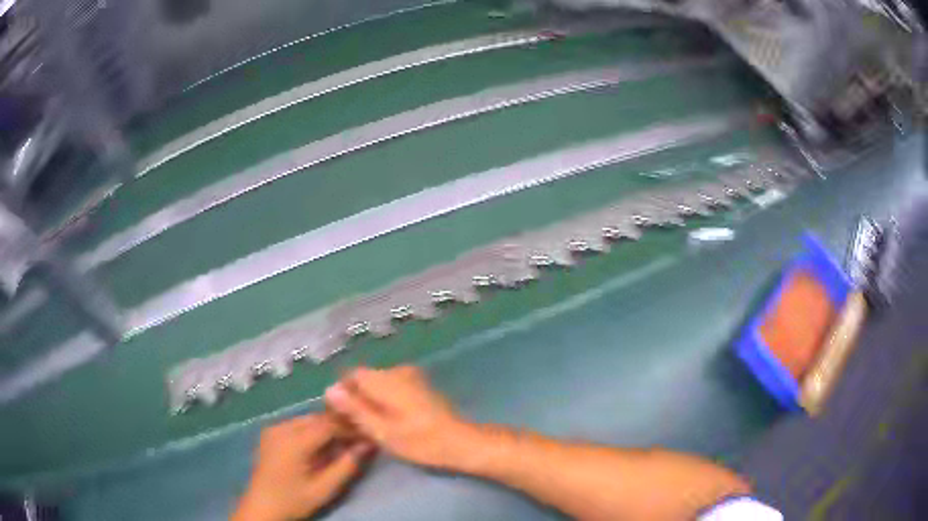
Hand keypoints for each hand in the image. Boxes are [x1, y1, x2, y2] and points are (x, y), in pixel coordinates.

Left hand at [233, 414, 373, 520]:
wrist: (261, 507)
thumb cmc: (293, 500)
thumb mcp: (324, 489)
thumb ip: (346, 466)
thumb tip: (368, 444)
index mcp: (293, 441)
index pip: (328, 423)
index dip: (350, 426)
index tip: (368, 433)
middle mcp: (281, 428)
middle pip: (317, 418)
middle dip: (339, 425)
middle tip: (359, 437)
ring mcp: (273, 428)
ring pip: (307, 419)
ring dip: (326, 427)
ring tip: (343, 441)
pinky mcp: (270, 433)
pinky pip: (297, 424)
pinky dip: (312, 430)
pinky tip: (321, 444)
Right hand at [324, 366, 478, 470]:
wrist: (460, 442)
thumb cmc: (419, 440)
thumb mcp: (381, 430)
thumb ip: (354, 409)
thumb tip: (329, 389)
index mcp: (384, 378)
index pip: (351, 375)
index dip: (342, 394)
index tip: (340, 416)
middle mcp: (396, 371)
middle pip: (364, 380)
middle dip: (356, 399)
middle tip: (355, 426)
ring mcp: (410, 377)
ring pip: (378, 385)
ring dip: (370, 402)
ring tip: (371, 427)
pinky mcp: (419, 387)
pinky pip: (392, 389)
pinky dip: (385, 402)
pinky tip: (389, 422)